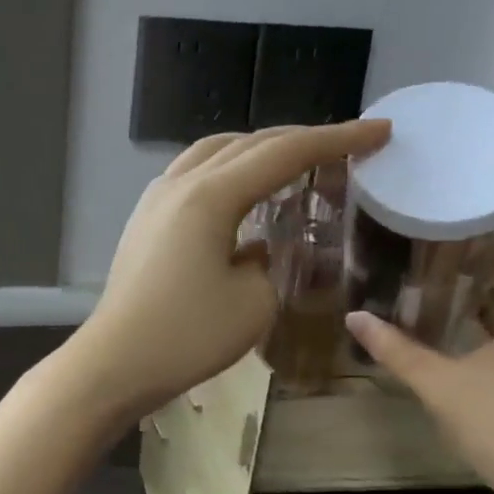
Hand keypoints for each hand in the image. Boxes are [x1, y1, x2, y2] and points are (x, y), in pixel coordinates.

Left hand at [71, 121, 390, 418]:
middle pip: (248, 143)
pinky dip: (226, 170)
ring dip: (257, 150)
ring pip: (214, 152)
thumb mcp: (253, 303)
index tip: (378, 132)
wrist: (116, 362)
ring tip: (293, 162)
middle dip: (300, 139)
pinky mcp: (144, 219)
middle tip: (344, 145)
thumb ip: (268, 262)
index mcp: (211, 196)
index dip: (336, 139)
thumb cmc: (187, 337)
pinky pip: (192, 174)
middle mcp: (180, 183)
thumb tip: (255, 248)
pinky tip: (241, 193)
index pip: (284, 153)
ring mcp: (155, 199)